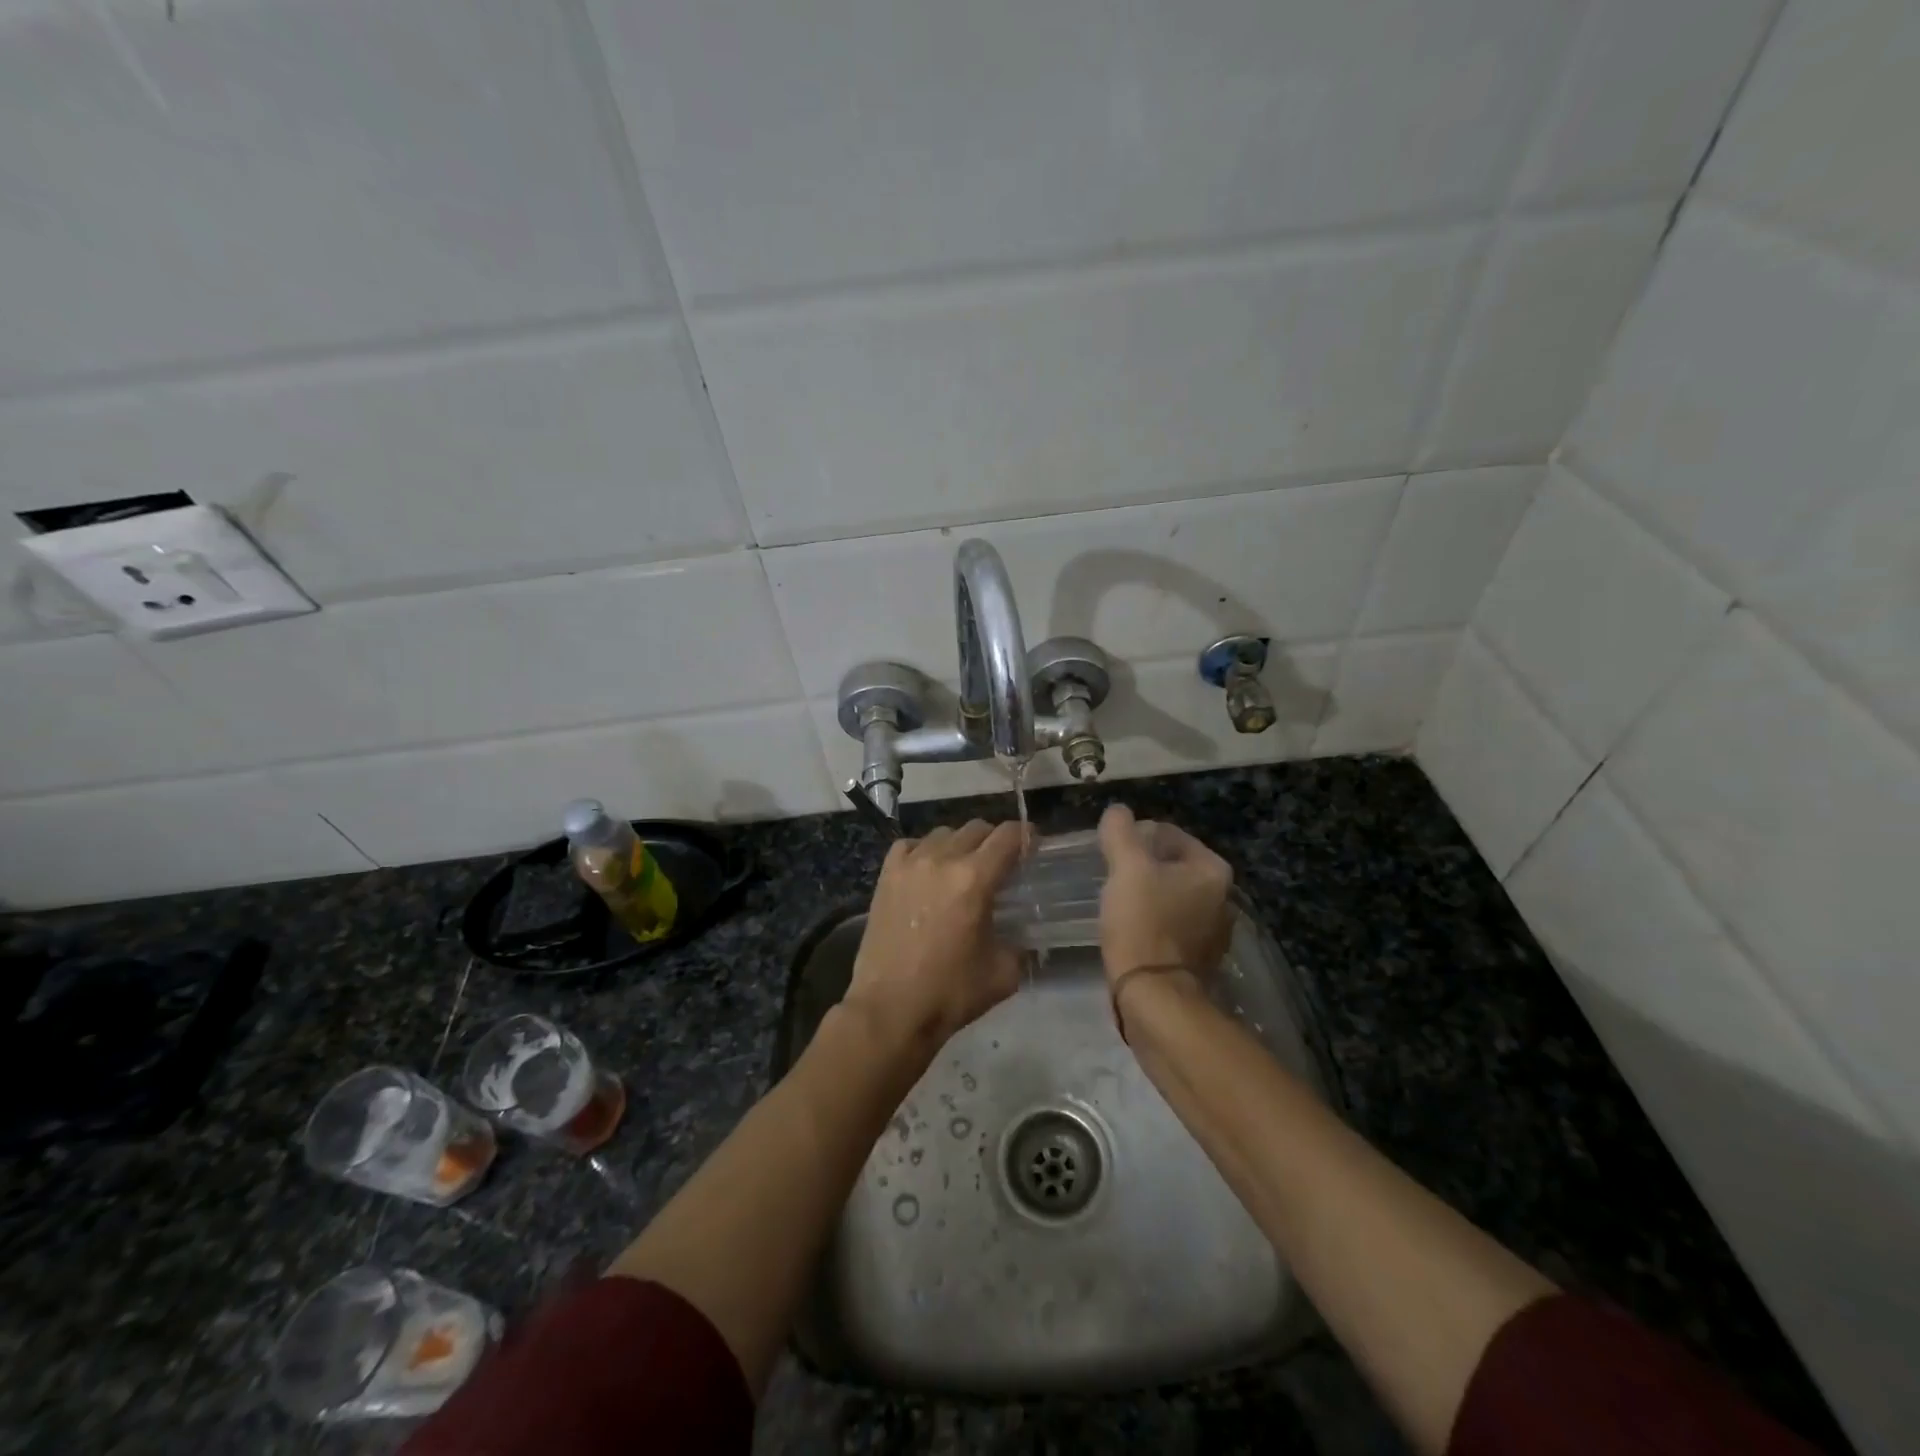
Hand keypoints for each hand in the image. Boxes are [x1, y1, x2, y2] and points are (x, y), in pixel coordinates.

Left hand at [845, 820, 1026, 1050]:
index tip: (1033, 845)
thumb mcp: (1003, 973)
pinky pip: (910, 845)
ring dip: (960, 844)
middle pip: (977, 829)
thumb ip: (1020, 944)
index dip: (1026, 836)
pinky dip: (925, 850)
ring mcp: (909, 865)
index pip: (1008, 836)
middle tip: (1001, 863)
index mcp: (975, 879)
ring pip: (944, 833)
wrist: (890, 1010)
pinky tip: (928, 870)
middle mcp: (942, 860)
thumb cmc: (950, 994)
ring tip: (963, 868)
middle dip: (995, 841)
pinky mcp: (886, 876)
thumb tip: (1022, 935)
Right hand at [1097, 804, 1233, 984]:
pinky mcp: (1197, 957)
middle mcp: (1222, 897)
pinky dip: (1150, 920)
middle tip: (1110, 875)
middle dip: (1140, 866)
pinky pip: (1169, 924)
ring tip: (1115, 902)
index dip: (1135, 837)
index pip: (1169, 834)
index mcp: (1213, 870)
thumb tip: (1118, 811)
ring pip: (1169, 895)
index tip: (1110, 852)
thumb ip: (1120, 832)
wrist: (1153, 996)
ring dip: (1144, 893)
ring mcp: (1213, 930)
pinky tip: (1128, 928)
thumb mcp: (1126, 868)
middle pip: (1170, 864)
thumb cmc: (1143, 923)